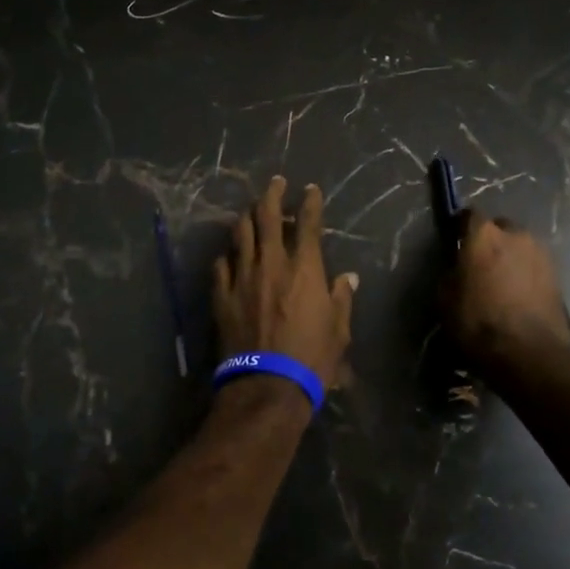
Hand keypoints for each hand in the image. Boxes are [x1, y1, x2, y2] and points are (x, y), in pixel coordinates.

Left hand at [213, 176, 356, 390]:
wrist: (267, 385)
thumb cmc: (312, 358)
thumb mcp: (339, 330)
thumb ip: (341, 298)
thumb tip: (348, 277)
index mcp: (304, 267)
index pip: (308, 222)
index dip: (310, 201)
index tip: (310, 189)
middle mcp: (272, 262)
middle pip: (267, 215)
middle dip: (273, 193)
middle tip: (276, 182)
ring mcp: (243, 276)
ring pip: (241, 232)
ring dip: (248, 216)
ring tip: (252, 210)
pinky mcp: (222, 294)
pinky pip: (221, 263)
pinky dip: (228, 254)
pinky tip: (230, 253)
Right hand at [445, 212, 569, 369]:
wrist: (529, 355)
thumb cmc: (479, 323)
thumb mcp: (445, 299)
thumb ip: (452, 273)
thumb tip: (458, 268)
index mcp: (484, 234)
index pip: (469, 215)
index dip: (461, 227)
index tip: (455, 241)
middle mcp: (516, 235)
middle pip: (499, 228)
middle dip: (490, 241)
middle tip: (481, 265)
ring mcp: (541, 254)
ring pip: (520, 247)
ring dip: (511, 258)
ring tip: (502, 284)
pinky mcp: (559, 277)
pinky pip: (535, 267)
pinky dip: (527, 276)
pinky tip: (519, 297)